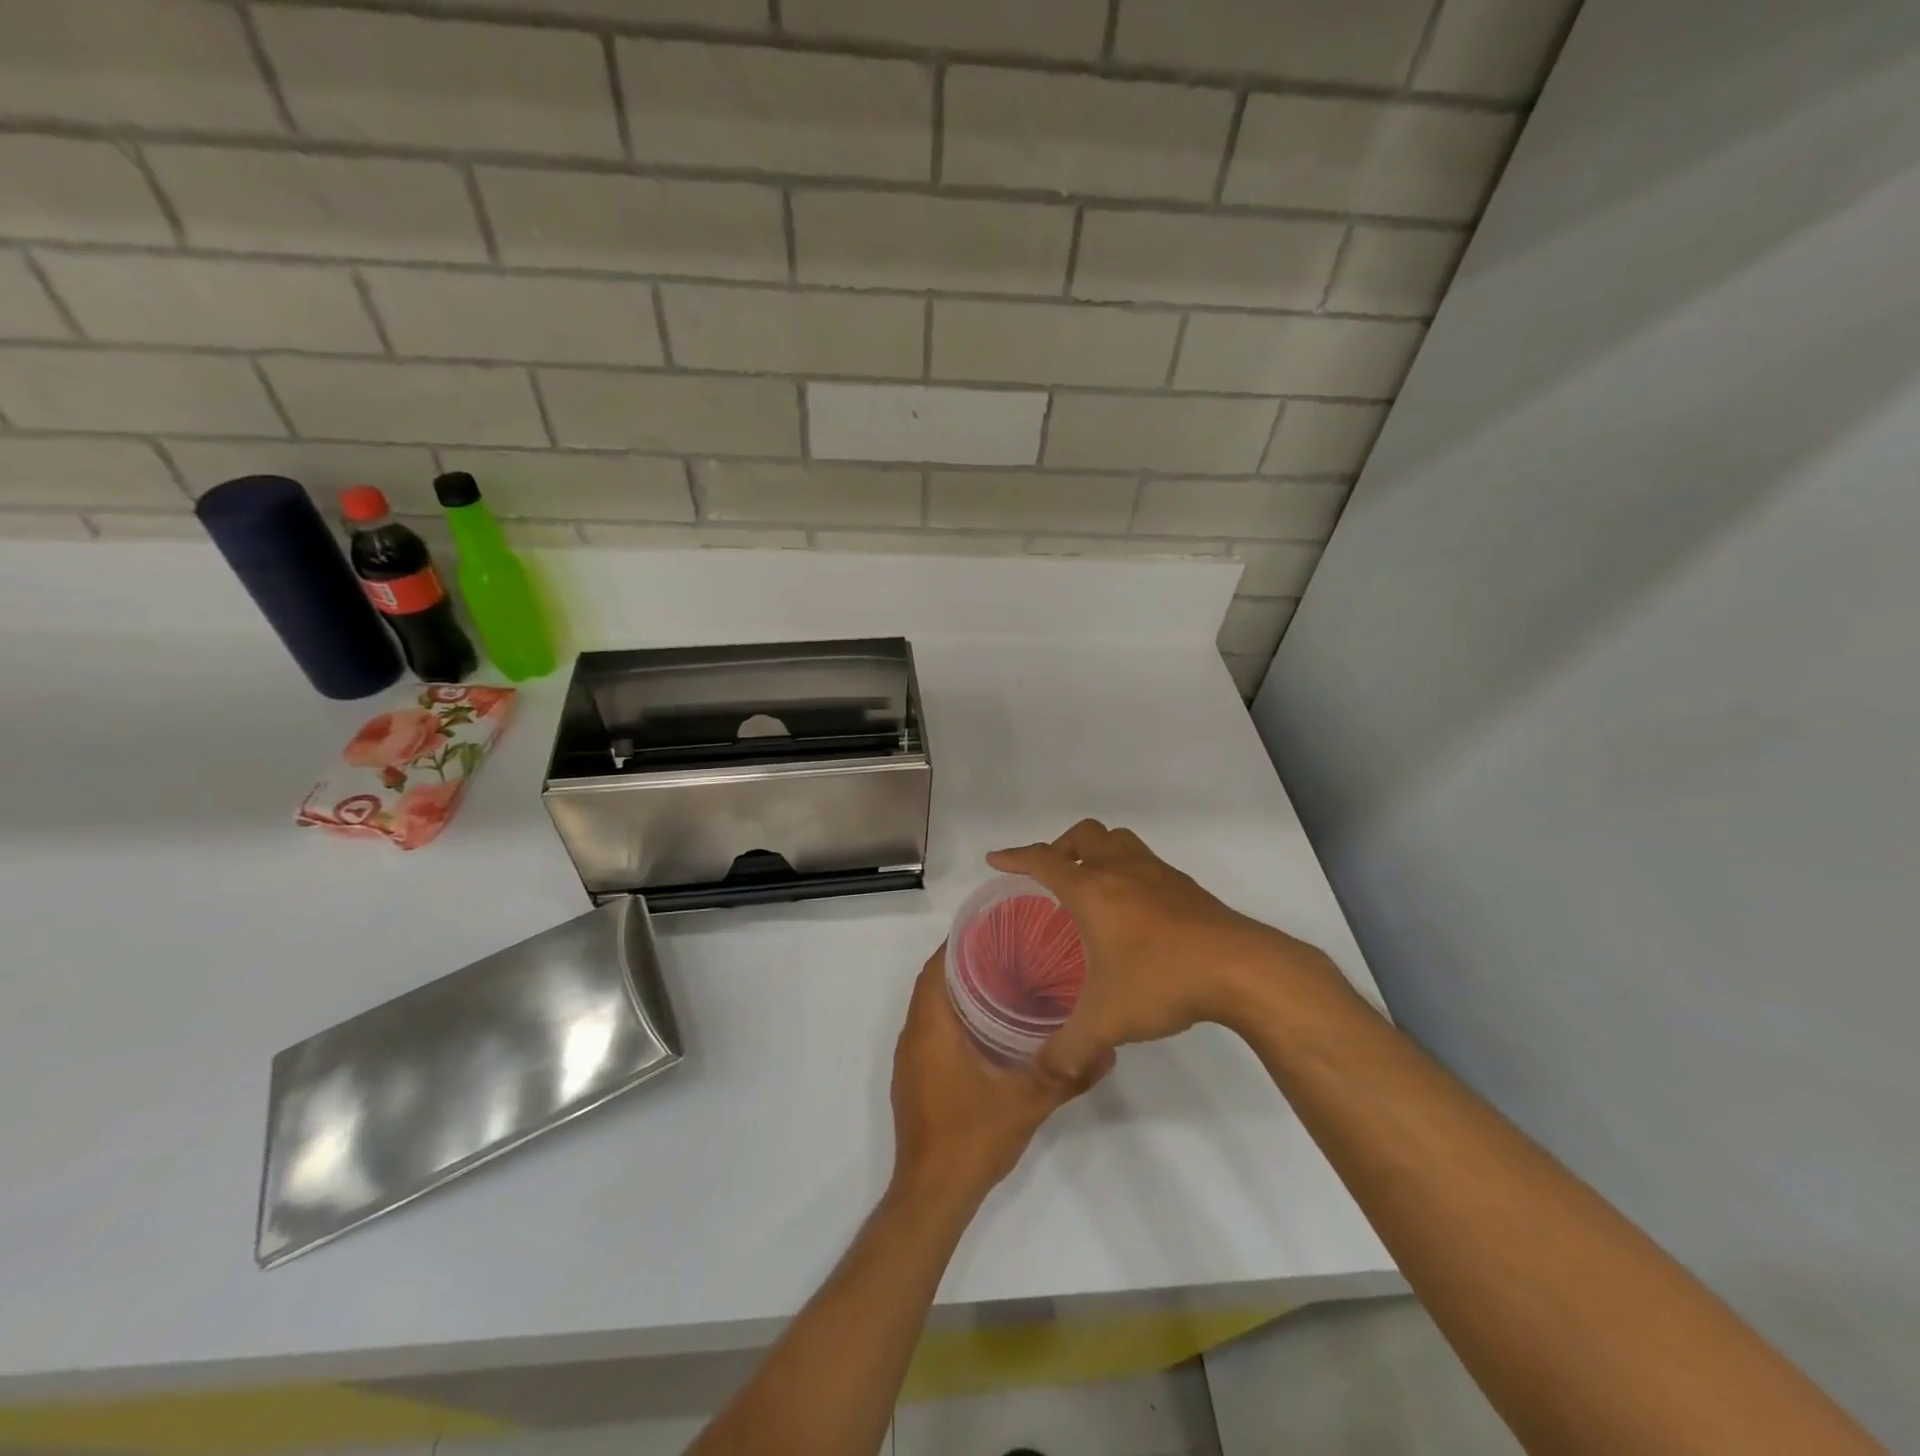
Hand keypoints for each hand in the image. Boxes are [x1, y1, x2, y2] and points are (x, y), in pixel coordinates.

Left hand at [890, 947, 1107, 1208]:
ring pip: (929, 1010)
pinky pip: (929, 1032)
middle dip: (963, 964)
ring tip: (1001, 981)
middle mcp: (913, 1037)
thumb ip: (1066, 1075)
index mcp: (931, 1029)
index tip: (992, 929)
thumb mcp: (1028, 1104)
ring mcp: (910, 1061)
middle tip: (1007, 952)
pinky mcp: (913, 1081)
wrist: (931, 1197)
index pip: (935, 968)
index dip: (958, 943)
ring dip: (957, 992)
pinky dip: (951, 1019)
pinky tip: (985, 1029)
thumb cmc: (972, 1139)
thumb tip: (1106, 1050)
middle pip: (932, 984)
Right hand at [989, 819, 1333, 1082]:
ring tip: (1091, 882)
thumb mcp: (1106, 1022)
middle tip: (1050, 874)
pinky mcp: (1186, 886)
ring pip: (1119, 840)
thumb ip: (1069, 1048)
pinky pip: (1145, 862)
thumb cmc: (1161, 980)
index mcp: (1092, 890)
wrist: (1240, 968)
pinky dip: (1128, 870)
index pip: (1043, 861)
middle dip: (1059, 847)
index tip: (996, 859)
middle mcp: (1122, 870)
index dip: (1015, 858)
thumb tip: (1045, 1071)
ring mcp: (1158, 874)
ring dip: (1097, 851)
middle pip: (1084, 835)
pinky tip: (1134, 908)